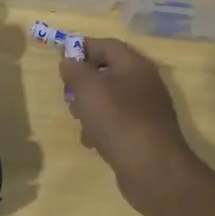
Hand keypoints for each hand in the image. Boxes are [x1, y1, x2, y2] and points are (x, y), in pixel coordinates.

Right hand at [60, 37, 204, 212]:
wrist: (153, 170)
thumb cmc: (119, 121)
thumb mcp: (89, 89)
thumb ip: (75, 70)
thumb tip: (69, 61)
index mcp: (134, 65)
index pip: (106, 45)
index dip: (82, 48)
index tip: (61, 61)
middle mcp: (143, 83)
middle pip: (107, 72)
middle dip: (83, 83)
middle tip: (69, 96)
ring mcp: (145, 110)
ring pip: (108, 99)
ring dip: (89, 108)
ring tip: (81, 122)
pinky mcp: (143, 133)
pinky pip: (116, 122)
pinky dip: (102, 128)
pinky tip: (94, 143)